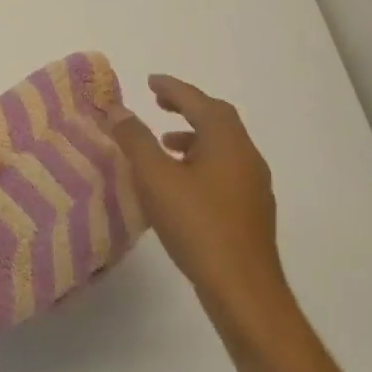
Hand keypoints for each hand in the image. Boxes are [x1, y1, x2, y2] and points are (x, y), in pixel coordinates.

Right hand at [111, 75, 290, 327]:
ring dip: (194, 135)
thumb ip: (134, 139)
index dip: (173, 88)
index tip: (150, 81)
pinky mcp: (252, 211)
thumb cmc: (197, 225)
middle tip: (158, 103)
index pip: (200, 102)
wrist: (243, 290)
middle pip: (218, 119)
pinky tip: (181, 181)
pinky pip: (225, 168)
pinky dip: (201, 159)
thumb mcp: (154, 177)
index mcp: (227, 143)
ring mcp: (254, 186)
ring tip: (164, 143)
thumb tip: (117, 109)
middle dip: (187, 107)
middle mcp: (247, 157)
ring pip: (223, 146)